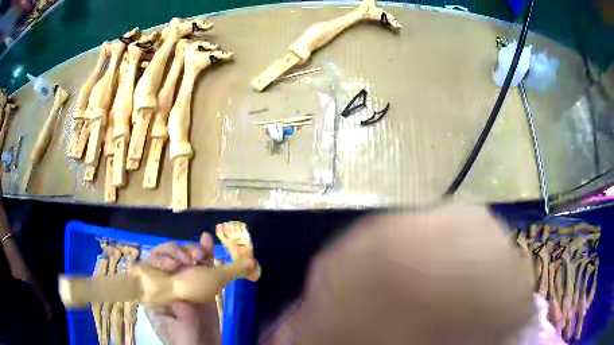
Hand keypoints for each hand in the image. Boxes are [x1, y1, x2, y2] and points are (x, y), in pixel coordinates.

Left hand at [145, 233, 220, 344]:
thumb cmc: (186, 342)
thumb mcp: (182, 334)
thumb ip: (182, 318)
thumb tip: (184, 300)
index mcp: (154, 293)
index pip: (148, 267)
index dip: (158, 259)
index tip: (173, 265)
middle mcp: (166, 283)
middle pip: (166, 258)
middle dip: (176, 252)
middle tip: (191, 259)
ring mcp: (183, 283)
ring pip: (184, 258)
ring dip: (192, 250)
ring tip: (202, 251)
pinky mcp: (200, 285)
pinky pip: (202, 266)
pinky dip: (206, 253)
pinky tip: (208, 241)